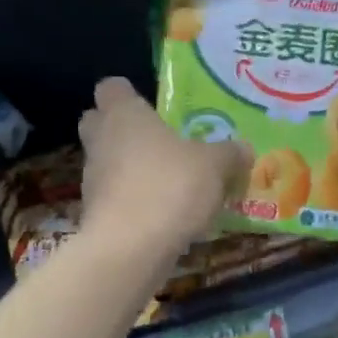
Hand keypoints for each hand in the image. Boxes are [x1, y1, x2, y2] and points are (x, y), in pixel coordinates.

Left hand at [79, 77, 249, 253]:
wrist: (130, 249)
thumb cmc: (169, 187)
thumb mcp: (214, 166)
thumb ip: (229, 154)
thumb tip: (244, 148)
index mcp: (124, 114)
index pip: (111, 88)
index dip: (128, 94)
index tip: (151, 106)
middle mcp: (101, 140)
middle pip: (99, 123)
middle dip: (122, 129)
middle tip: (158, 141)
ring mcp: (93, 179)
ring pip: (107, 162)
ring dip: (130, 169)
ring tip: (168, 183)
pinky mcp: (94, 214)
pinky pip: (114, 197)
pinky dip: (133, 202)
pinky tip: (163, 216)